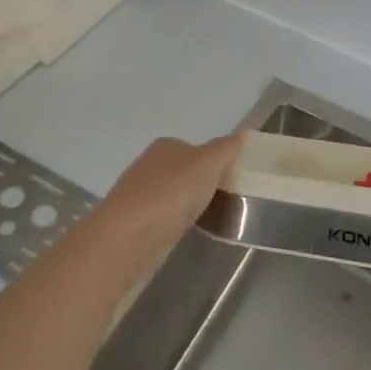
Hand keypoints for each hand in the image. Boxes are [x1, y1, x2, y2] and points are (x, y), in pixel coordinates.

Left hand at [88, 133, 242, 267]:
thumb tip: (241, 133)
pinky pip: (165, 217)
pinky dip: (177, 222)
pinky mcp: (135, 222)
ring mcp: (140, 194)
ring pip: (174, 195)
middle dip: (202, 184)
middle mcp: (149, 165)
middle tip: (227, 201)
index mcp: (166, 146)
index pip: (195, 149)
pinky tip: (186, 232)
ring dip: (189, 204)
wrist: (129, 236)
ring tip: (211, 218)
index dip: (215, 163)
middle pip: (184, 172)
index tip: (233, 181)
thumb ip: (226, 148)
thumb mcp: (208, 164)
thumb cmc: (172, 192)